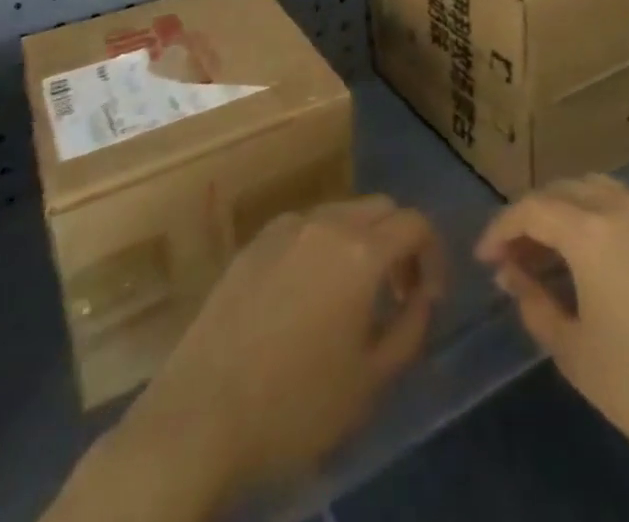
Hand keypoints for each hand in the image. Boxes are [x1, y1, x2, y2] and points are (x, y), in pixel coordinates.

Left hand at [49, 195, 444, 521]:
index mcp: (360, 250)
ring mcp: (285, 228)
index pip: (416, 223)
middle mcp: (326, 222)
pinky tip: (307, 294)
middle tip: (396, 292)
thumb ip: (412, 329)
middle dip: (399, 242)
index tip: (428, 296)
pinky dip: (323, 246)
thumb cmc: (293, 406)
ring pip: (342, 212)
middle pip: (381, 208)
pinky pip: (304, 228)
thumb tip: (424, 296)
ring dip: (362, 241)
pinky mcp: (252, 244)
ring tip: (353, 294)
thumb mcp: (370, 382)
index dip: (432, 255)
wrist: (196, 420)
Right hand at [475, 175, 628, 490]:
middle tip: (512, 259)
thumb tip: (513, 275)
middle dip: (531, 217)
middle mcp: (621, 205)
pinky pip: (623, 203)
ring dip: (564, 211)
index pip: (532, 209)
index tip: (484, 259)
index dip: (500, 229)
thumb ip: (537, 307)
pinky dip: (595, 216)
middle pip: (562, 190)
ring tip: (548, 256)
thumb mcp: (578, 355)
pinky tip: (593, 259)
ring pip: (594, 189)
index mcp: (591, 230)